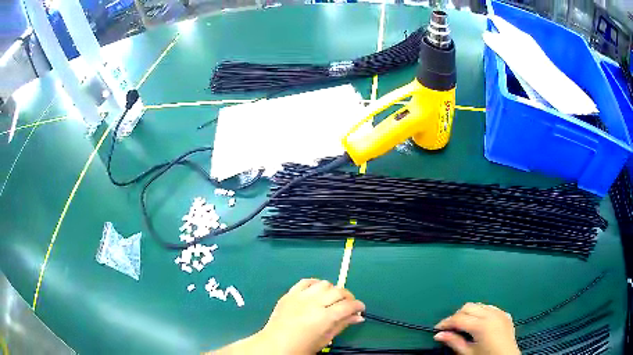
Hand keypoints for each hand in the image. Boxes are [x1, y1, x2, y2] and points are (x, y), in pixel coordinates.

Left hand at [257, 279, 365, 354]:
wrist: (275, 345)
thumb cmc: (302, 347)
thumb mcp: (325, 339)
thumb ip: (342, 325)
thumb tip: (358, 317)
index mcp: (324, 318)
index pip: (348, 305)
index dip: (358, 306)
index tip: (361, 309)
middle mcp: (313, 303)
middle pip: (338, 291)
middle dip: (348, 297)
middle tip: (349, 305)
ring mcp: (300, 296)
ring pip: (324, 284)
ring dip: (332, 290)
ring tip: (332, 299)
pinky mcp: (289, 294)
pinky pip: (306, 281)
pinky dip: (315, 284)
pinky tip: (317, 291)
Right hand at [434, 303, 520, 354]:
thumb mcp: (468, 353)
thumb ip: (454, 342)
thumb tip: (438, 335)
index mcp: (481, 325)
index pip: (458, 318)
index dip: (446, 323)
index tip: (437, 329)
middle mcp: (491, 314)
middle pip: (468, 307)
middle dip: (457, 316)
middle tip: (450, 328)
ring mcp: (500, 312)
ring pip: (479, 305)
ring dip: (469, 313)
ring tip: (463, 325)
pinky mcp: (505, 314)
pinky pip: (490, 308)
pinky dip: (481, 312)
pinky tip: (479, 323)